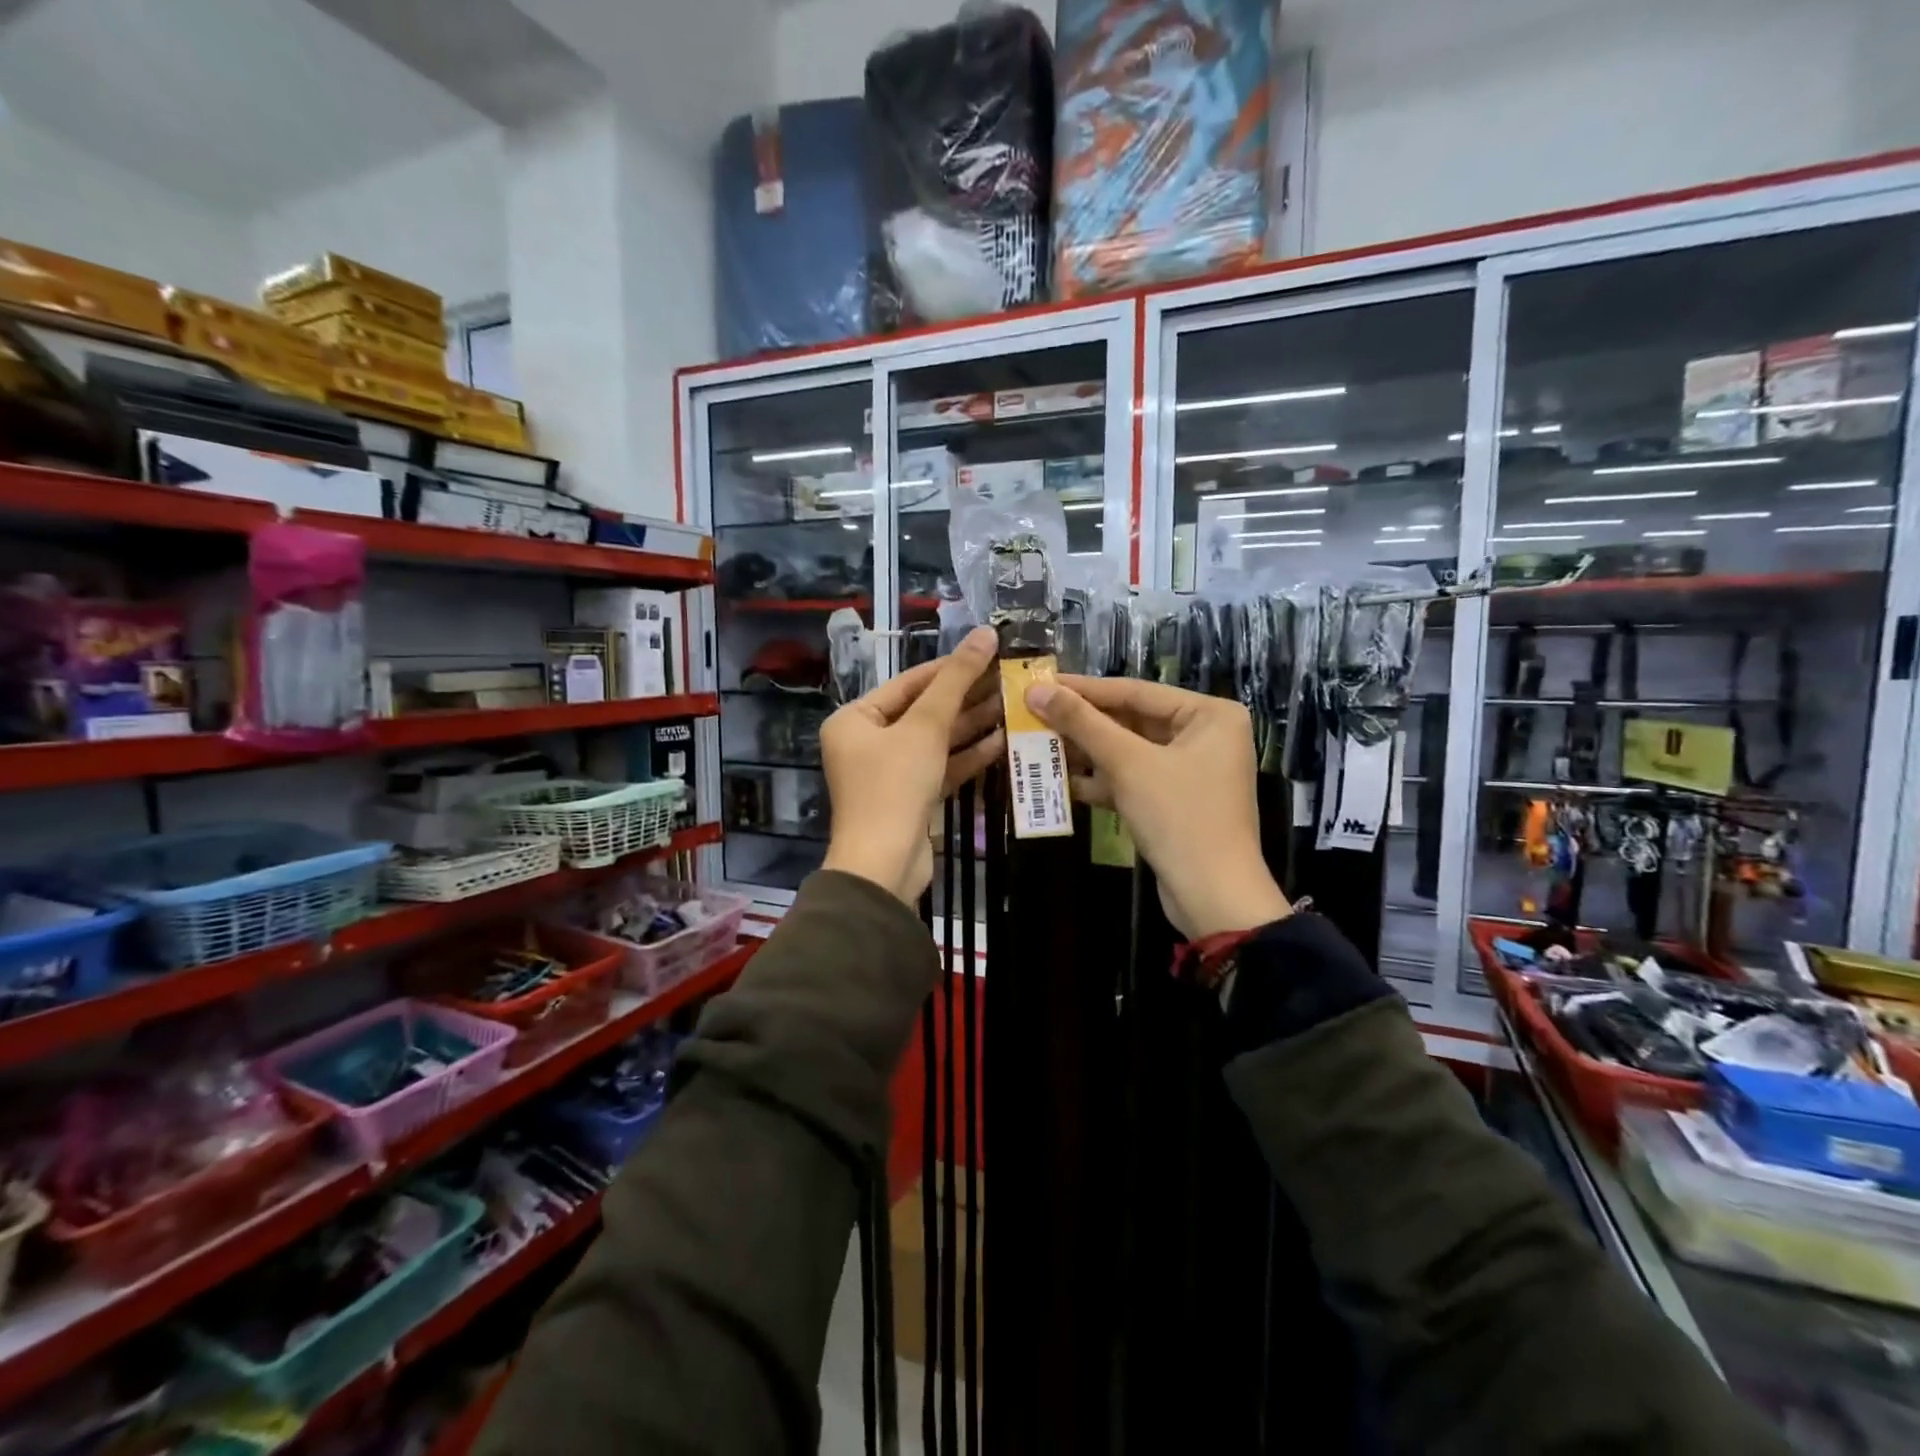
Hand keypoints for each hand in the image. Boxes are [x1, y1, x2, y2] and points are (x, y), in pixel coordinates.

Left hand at [820, 627, 1004, 903]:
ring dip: (971, 726)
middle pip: (923, 711)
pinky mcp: (910, 798)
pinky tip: (1001, 742)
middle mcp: (867, 743)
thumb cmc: (895, 785)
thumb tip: (984, 633)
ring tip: (1011, 706)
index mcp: (855, 720)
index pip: (909, 682)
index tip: (990, 653)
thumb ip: (956, 680)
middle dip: (965, 698)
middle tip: (1008, 679)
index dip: (950, 667)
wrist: (885, 865)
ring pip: (935, 741)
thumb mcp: (926, 727)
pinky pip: (940, 767)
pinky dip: (967, 756)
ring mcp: (889, 773)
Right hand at [1025, 676, 1289, 939]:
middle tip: (1033, 714)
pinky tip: (1061, 780)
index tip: (1040, 682)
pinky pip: (1132, 779)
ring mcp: (1189, 770)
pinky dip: (1100, 780)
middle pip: (1131, 720)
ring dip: (1086, 752)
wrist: (1213, 898)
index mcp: (1208, 714)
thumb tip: (1036, 690)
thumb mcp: (1128, 764)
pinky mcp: (1174, 801)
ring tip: (1038, 744)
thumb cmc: (1179, 818)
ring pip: (1127, 752)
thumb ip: (1082, 723)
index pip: (1135, 692)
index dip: (1084, 689)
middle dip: (1082, 724)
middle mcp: (1204, 736)